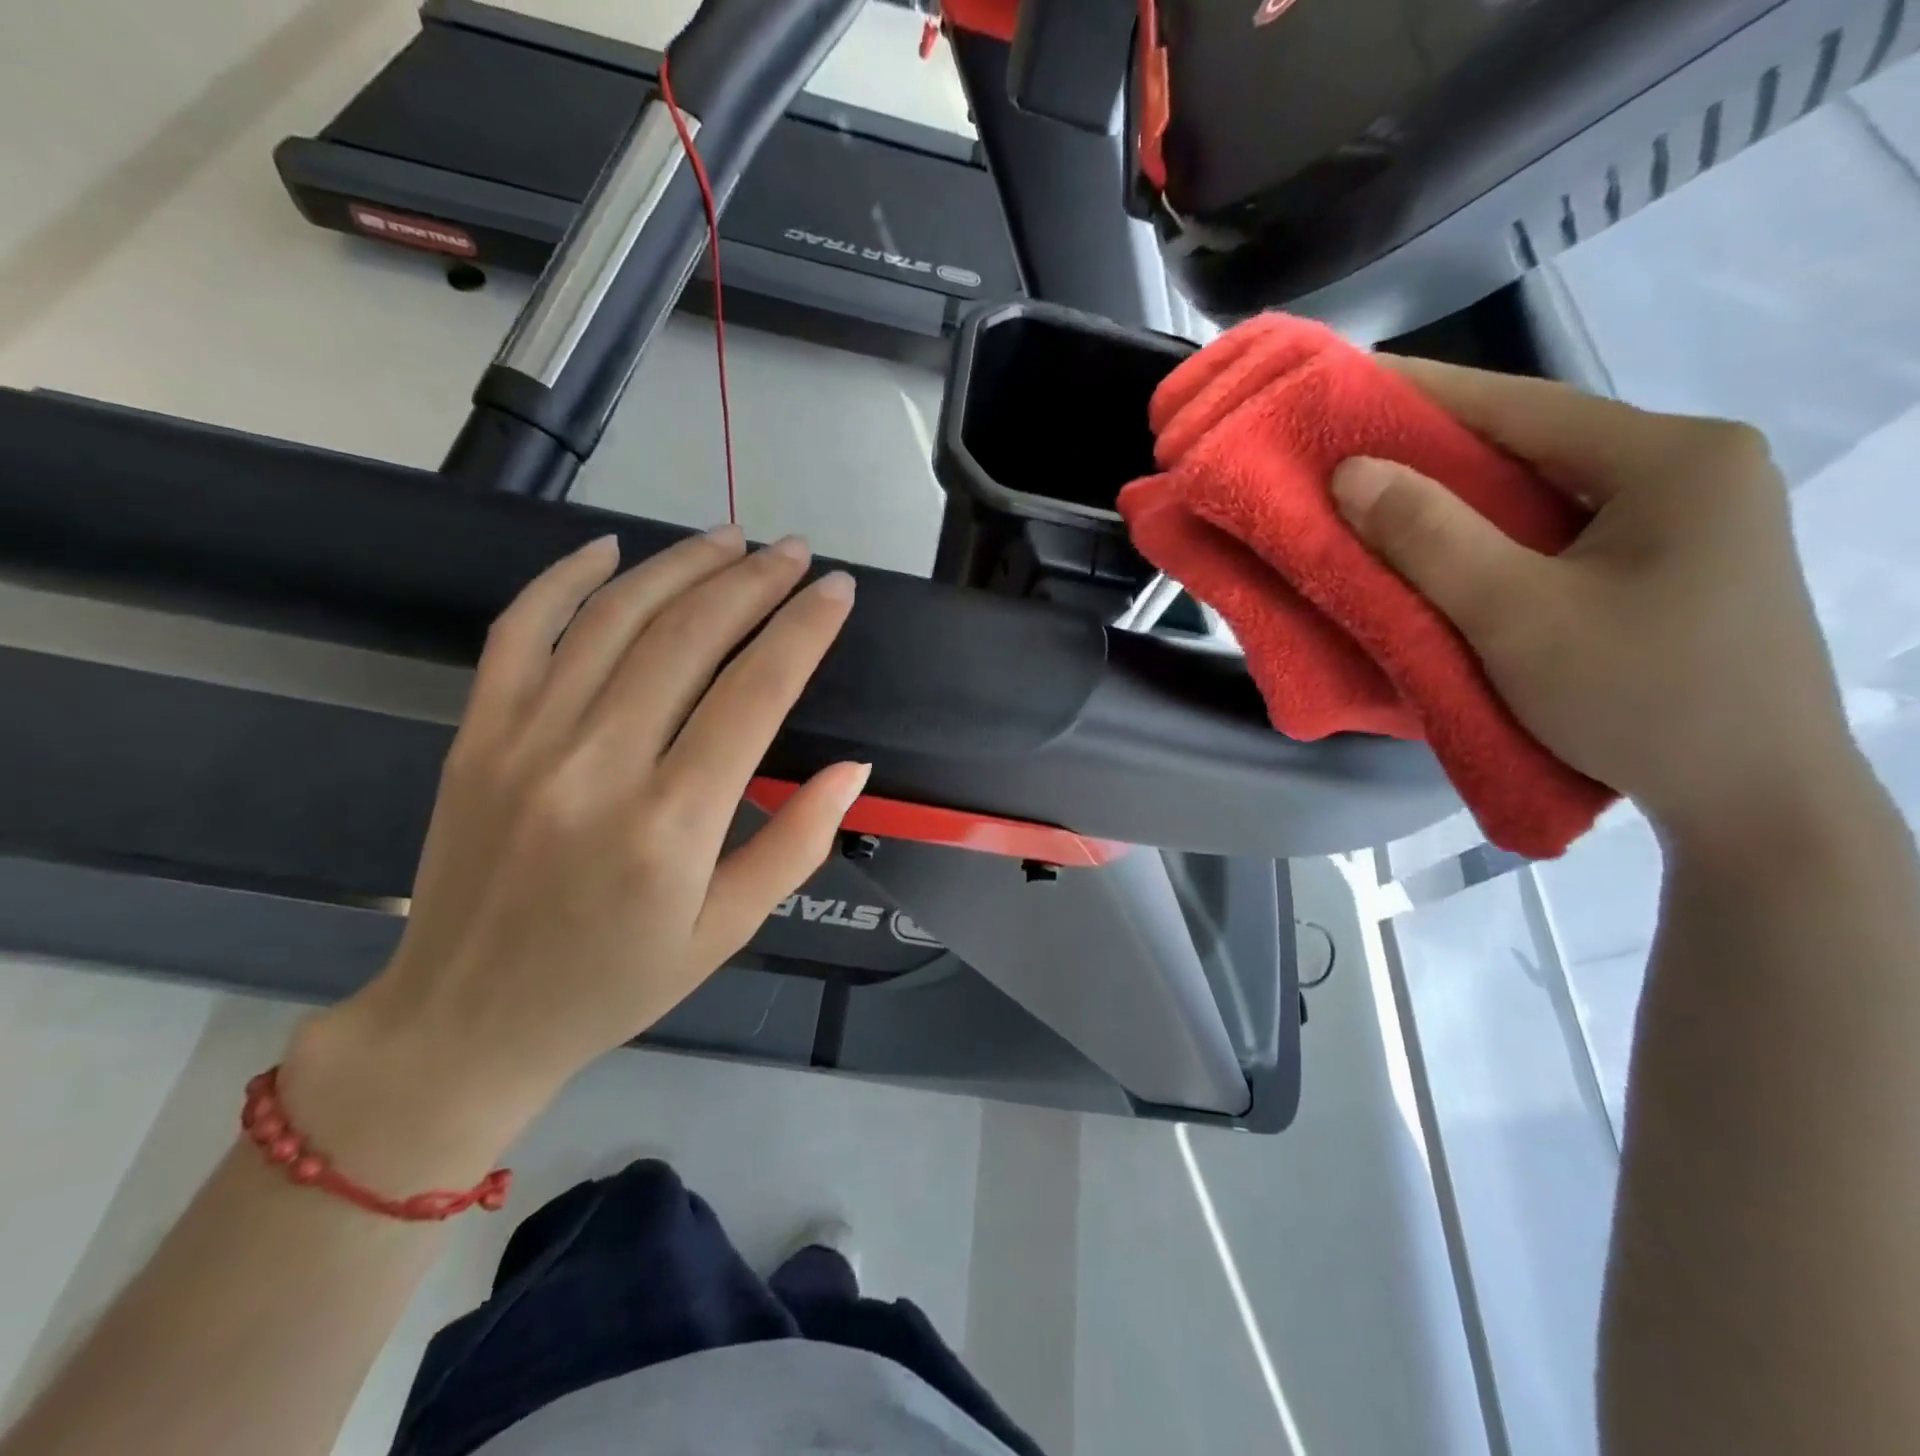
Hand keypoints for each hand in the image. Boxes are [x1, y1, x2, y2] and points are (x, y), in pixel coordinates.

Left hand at [282, 528, 865, 1172]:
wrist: (466, 1022)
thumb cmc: (615, 983)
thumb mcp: (728, 932)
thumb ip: (796, 844)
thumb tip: (852, 769)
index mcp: (672, 825)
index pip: (755, 693)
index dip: (804, 630)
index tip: (837, 590)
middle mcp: (599, 767)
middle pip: (688, 638)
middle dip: (752, 582)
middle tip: (793, 551)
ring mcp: (526, 742)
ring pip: (612, 619)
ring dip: (678, 567)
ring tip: (728, 539)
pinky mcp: (476, 736)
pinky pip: (519, 632)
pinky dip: (563, 579)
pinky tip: (609, 549)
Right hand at [1330, 359, 1863, 851]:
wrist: (1754, 801)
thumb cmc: (1638, 698)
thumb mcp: (1516, 616)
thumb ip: (1430, 538)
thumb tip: (1351, 473)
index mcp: (1673, 459)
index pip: (1524, 406)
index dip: (1425, 393)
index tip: (1348, 381)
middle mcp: (1693, 470)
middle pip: (1536, 444)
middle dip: (1439, 447)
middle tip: (1352, 448)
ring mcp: (1691, 519)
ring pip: (1547, 491)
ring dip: (1464, 496)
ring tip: (1383, 497)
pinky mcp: (1675, 565)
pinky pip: (1562, 531)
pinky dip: (1497, 535)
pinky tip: (1452, 549)